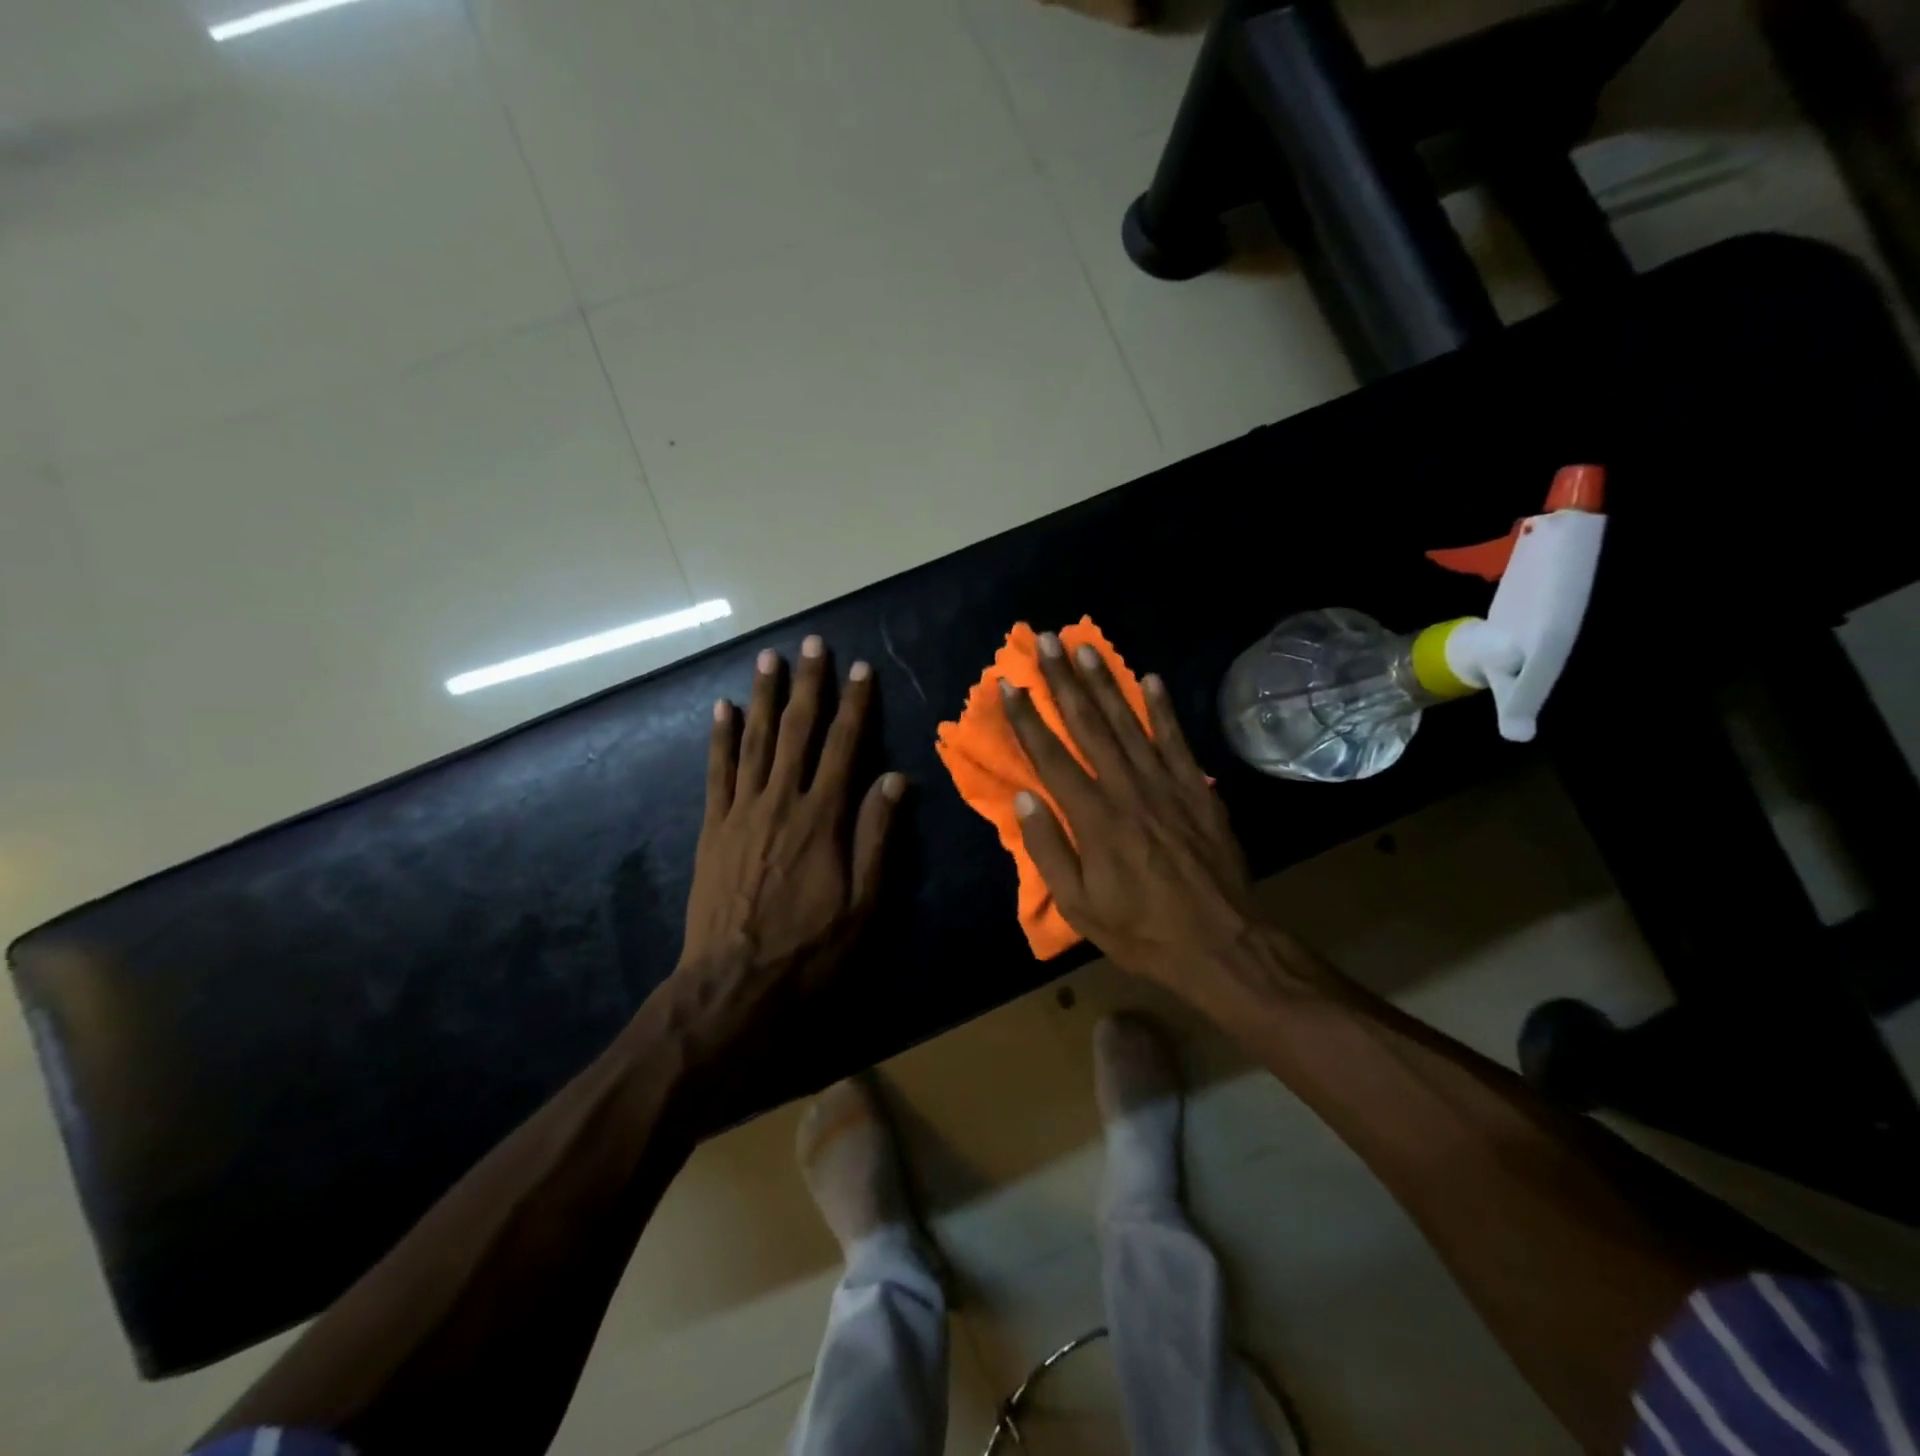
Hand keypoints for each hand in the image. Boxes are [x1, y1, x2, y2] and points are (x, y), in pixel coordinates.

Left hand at [670, 635, 903, 1060]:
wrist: (733, 986)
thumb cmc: (809, 949)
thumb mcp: (863, 903)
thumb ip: (876, 836)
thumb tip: (895, 778)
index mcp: (822, 818)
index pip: (843, 747)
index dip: (854, 705)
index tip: (860, 669)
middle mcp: (781, 802)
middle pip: (796, 731)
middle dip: (807, 684)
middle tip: (811, 643)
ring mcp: (740, 812)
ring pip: (754, 741)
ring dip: (762, 697)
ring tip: (768, 659)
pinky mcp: (712, 828)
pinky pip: (716, 772)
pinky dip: (719, 738)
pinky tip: (721, 709)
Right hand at [999, 633, 1258, 993]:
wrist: (1221, 944)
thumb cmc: (1141, 930)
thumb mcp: (1079, 905)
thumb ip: (1048, 849)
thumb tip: (1024, 798)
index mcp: (1093, 818)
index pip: (1051, 757)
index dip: (1026, 719)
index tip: (1008, 685)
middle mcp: (1127, 789)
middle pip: (1088, 726)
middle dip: (1064, 681)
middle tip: (1047, 642)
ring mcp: (1167, 784)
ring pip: (1129, 723)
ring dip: (1105, 683)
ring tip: (1086, 647)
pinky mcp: (1198, 789)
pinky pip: (1177, 740)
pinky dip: (1163, 708)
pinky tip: (1150, 678)